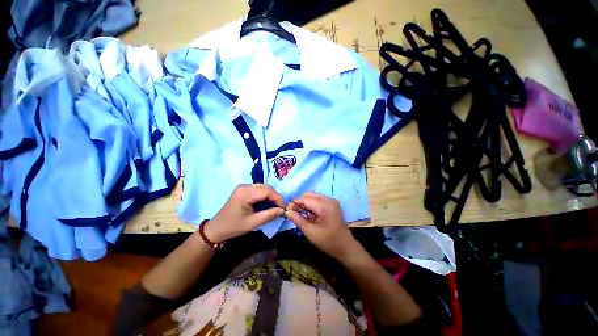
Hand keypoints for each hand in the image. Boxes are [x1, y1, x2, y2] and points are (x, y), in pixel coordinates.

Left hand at [204, 184, 283, 242]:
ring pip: (263, 187)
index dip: (277, 198)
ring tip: (274, 206)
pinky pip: (259, 189)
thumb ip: (269, 215)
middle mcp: (245, 186)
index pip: (267, 191)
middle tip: (279, 208)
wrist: (217, 228)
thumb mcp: (252, 223)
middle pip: (266, 187)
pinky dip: (265, 195)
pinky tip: (267, 203)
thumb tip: (282, 210)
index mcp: (245, 193)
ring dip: (271, 195)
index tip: (283, 208)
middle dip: (275, 196)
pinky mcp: (243, 189)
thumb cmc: (233, 227)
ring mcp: (243, 187)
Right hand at [285, 192, 357, 261]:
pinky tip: (309, 215)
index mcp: (325, 205)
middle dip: (299, 203)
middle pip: (309, 195)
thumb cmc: (328, 242)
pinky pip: (318, 200)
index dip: (294, 203)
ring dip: (305, 204)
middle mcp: (329, 199)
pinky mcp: (332, 204)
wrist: (346, 247)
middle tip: (293, 213)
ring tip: (300, 215)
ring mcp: (331, 201)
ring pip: (312, 197)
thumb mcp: (310, 232)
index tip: (286, 211)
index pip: (305, 198)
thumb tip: (287, 211)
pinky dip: (311, 206)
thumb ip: (298, 220)